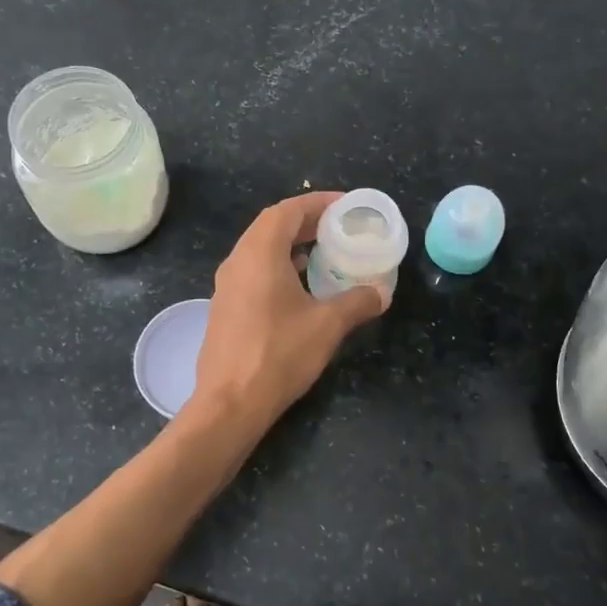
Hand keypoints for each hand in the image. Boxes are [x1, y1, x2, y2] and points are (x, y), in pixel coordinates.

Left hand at [185, 192, 387, 433]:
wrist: (230, 403)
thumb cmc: (279, 355)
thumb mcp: (327, 326)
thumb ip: (357, 303)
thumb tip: (381, 293)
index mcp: (259, 254)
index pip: (287, 210)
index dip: (317, 202)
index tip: (345, 205)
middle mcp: (237, 261)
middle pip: (271, 225)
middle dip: (305, 221)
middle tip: (338, 227)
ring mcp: (226, 285)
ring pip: (259, 249)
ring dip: (290, 244)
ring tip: (322, 252)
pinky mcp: (225, 307)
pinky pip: (253, 271)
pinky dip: (277, 266)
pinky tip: (299, 286)